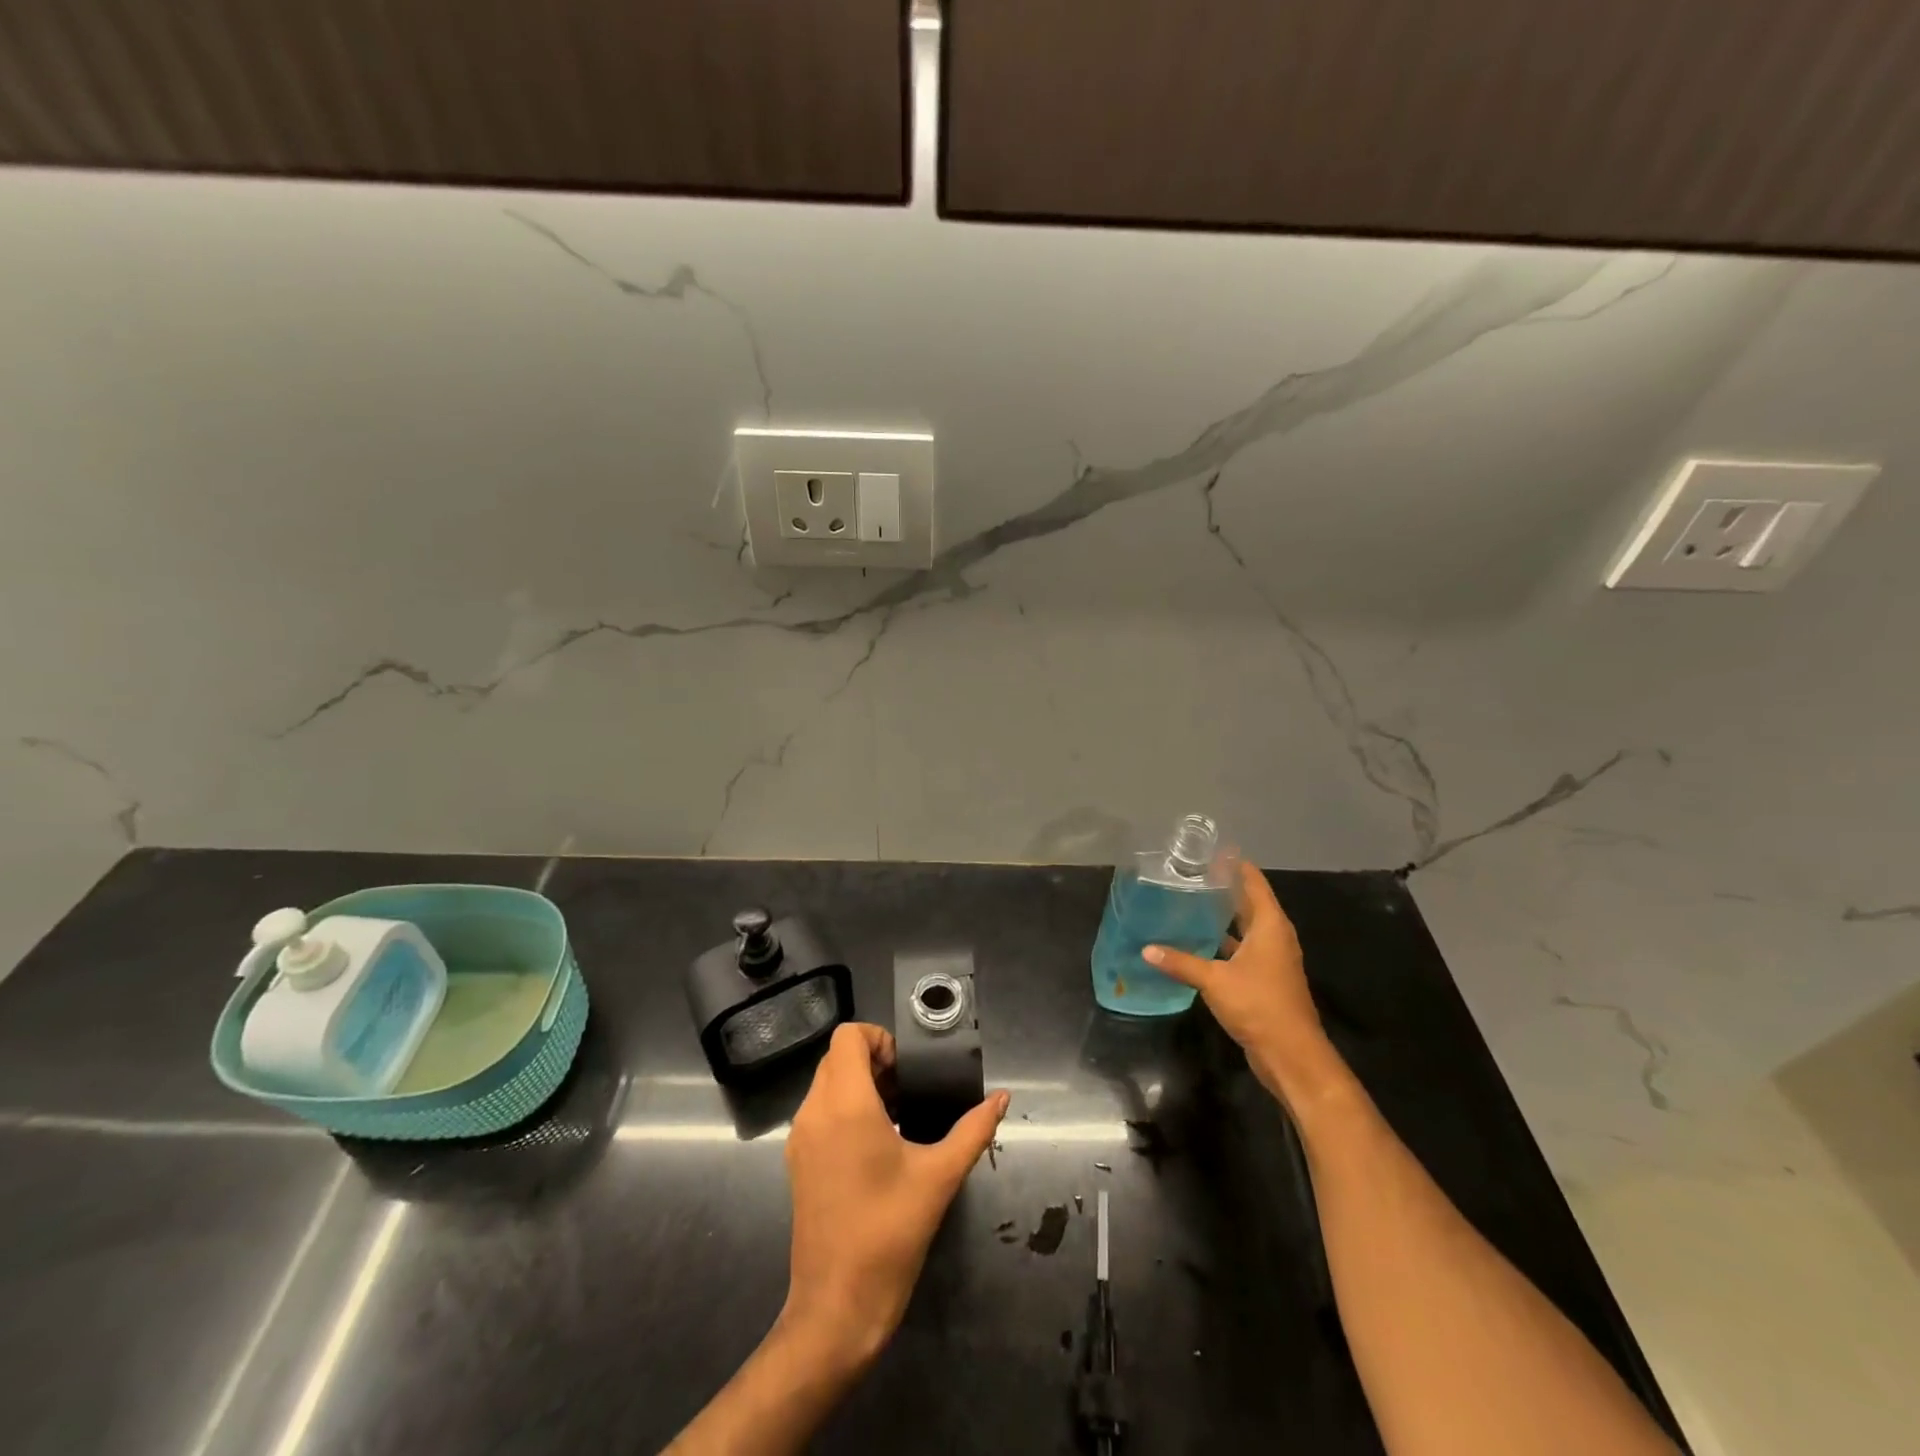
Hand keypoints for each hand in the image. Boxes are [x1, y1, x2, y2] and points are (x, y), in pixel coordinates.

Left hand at [780, 1023, 1008, 1368]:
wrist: (837, 1307)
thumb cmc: (889, 1233)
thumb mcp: (939, 1176)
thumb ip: (973, 1130)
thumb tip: (1001, 1098)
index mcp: (844, 1104)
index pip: (848, 1035)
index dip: (880, 1038)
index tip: (909, 1067)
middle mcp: (814, 1112)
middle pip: (838, 1056)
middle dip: (875, 1060)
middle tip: (911, 1088)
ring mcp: (801, 1138)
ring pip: (827, 1083)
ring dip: (861, 1084)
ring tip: (901, 1112)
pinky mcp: (799, 1162)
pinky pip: (821, 1112)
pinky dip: (846, 1108)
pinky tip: (880, 1141)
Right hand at [1144, 861, 1338, 1103]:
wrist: (1292, 1055)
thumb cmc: (1259, 1005)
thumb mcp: (1215, 980)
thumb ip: (1181, 962)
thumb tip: (1147, 949)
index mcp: (1270, 925)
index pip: (1253, 882)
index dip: (1234, 865)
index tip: (1208, 852)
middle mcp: (1274, 937)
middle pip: (1249, 903)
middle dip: (1223, 889)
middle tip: (1190, 875)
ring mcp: (1271, 959)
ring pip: (1244, 928)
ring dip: (1221, 917)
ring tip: (1188, 903)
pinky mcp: (1264, 979)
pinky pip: (1241, 949)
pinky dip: (1222, 943)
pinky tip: (1196, 942)